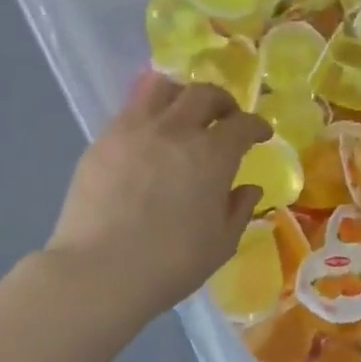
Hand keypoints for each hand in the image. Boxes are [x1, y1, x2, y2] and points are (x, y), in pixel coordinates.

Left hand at [47, 74, 270, 313]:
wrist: (99, 272)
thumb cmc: (170, 264)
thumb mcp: (221, 244)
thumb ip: (239, 210)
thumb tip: (249, 189)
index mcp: (212, 155)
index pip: (242, 124)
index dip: (256, 126)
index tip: (261, 134)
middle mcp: (175, 130)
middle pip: (204, 94)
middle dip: (223, 102)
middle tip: (227, 117)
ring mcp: (134, 130)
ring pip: (162, 89)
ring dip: (182, 96)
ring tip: (185, 115)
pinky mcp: (103, 140)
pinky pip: (131, 111)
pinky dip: (150, 114)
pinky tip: (150, 138)